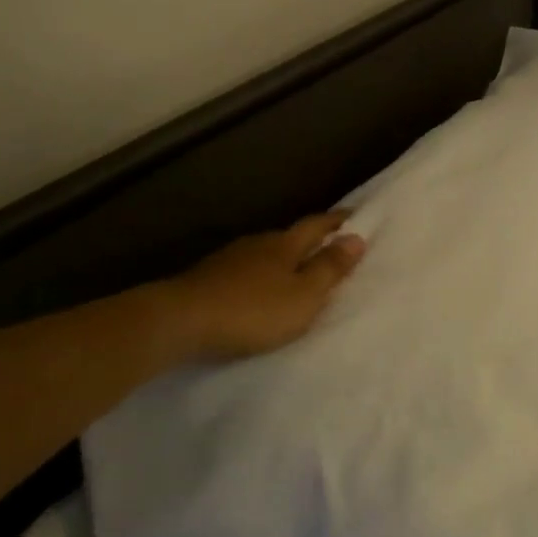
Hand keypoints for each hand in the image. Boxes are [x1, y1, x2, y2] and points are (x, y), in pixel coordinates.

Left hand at [165, 210, 365, 359]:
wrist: (181, 320)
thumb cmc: (253, 310)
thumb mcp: (303, 296)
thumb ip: (329, 268)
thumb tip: (357, 237)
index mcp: (286, 245)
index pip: (317, 225)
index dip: (337, 221)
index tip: (355, 216)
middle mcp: (259, 243)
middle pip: (290, 236)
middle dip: (310, 239)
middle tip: (329, 244)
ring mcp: (230, 259)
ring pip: (265, 253)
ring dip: (283, 259)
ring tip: (295, 271)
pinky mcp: (209, 277)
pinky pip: (245, 270)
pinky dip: (259, 276)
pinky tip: (258, 289)